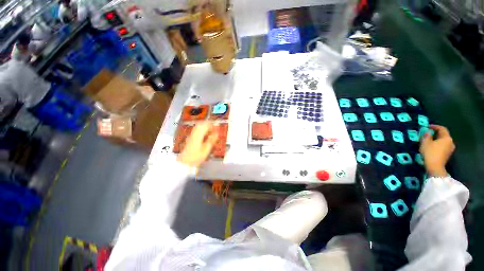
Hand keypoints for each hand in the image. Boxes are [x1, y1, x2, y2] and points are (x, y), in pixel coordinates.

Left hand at [178, 122, 217, 167]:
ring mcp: (191, 135)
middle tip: (215, 128)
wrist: (185, 162)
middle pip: (201, 124)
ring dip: (206, 127)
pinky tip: (205, 135)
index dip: (212, 125)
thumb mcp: (206, 149)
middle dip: (209, 125)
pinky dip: (202, 130)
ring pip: (199, 126)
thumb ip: (212, 140)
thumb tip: (217, 133)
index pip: (205, 125)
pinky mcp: (190, 137)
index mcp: (198, 135)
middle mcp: (194, 133)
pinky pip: (197, 130)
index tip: (217, 128)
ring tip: (211, 131)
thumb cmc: (196, 156)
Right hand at [420, 124, 454, 176]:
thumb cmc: (430, 153)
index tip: (427, 126)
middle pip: (444, 135)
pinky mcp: (448, 154)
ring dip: (437, 139)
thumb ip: (427, 136)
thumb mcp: (425, 143)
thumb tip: (427, 132)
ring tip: (429, 140)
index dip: (435, 126)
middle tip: (428, 133)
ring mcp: (450, 149)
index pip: (442, 129)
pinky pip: (443, 146)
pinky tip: (432, 146)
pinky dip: (438, 144)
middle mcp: (451, 142)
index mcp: (446, 138)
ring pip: (444, 141)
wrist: (435, 167)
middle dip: (436, 133)